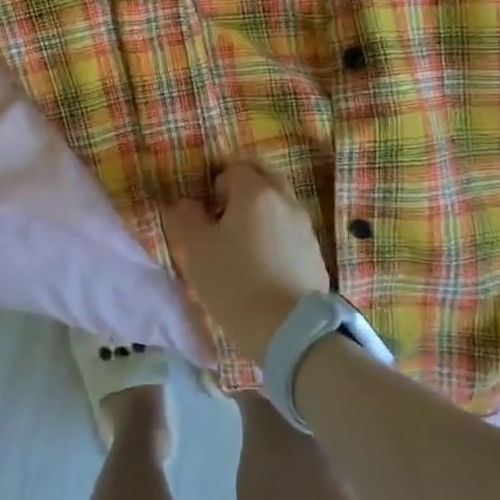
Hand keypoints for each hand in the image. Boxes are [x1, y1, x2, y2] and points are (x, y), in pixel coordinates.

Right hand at [162, 164, 330, 361]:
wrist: (288, 330)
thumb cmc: (234, 282)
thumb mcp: (195, 249)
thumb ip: (184, 217)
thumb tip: (185, 204)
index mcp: (255, 193)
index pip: (233, 170)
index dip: (216, 187)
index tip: (207, 215)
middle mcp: (285, 201)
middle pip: (263, 180)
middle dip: (243, 193)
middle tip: (224, 221)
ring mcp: (305, 227)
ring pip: (279, 206)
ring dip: (261, 216)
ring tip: (243, 247)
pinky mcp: (315, 254)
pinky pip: (291, 232)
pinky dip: (276, 238)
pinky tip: (264, 267)